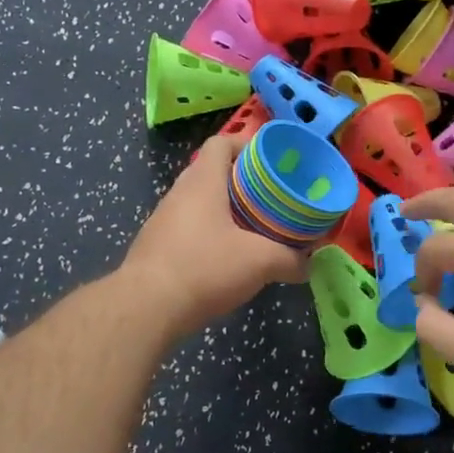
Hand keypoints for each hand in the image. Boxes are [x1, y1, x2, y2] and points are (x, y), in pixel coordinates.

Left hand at [122, 134, 307, 337]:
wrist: (145, 309)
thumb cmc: (204, 268)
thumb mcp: (260, 262)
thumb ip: (291, 259)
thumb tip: (308, 264)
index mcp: (203, 182)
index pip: (221, 143)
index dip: (246, 143)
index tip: (271, 159)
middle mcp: (179, 193)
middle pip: (212, 172)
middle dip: (243, 181)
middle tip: (271, 196)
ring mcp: (163, 220)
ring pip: (200, 203)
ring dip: (226, 210)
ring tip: (254, 227)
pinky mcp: (156, 247)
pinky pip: (189, 229)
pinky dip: (210, 234)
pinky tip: (227, 258)